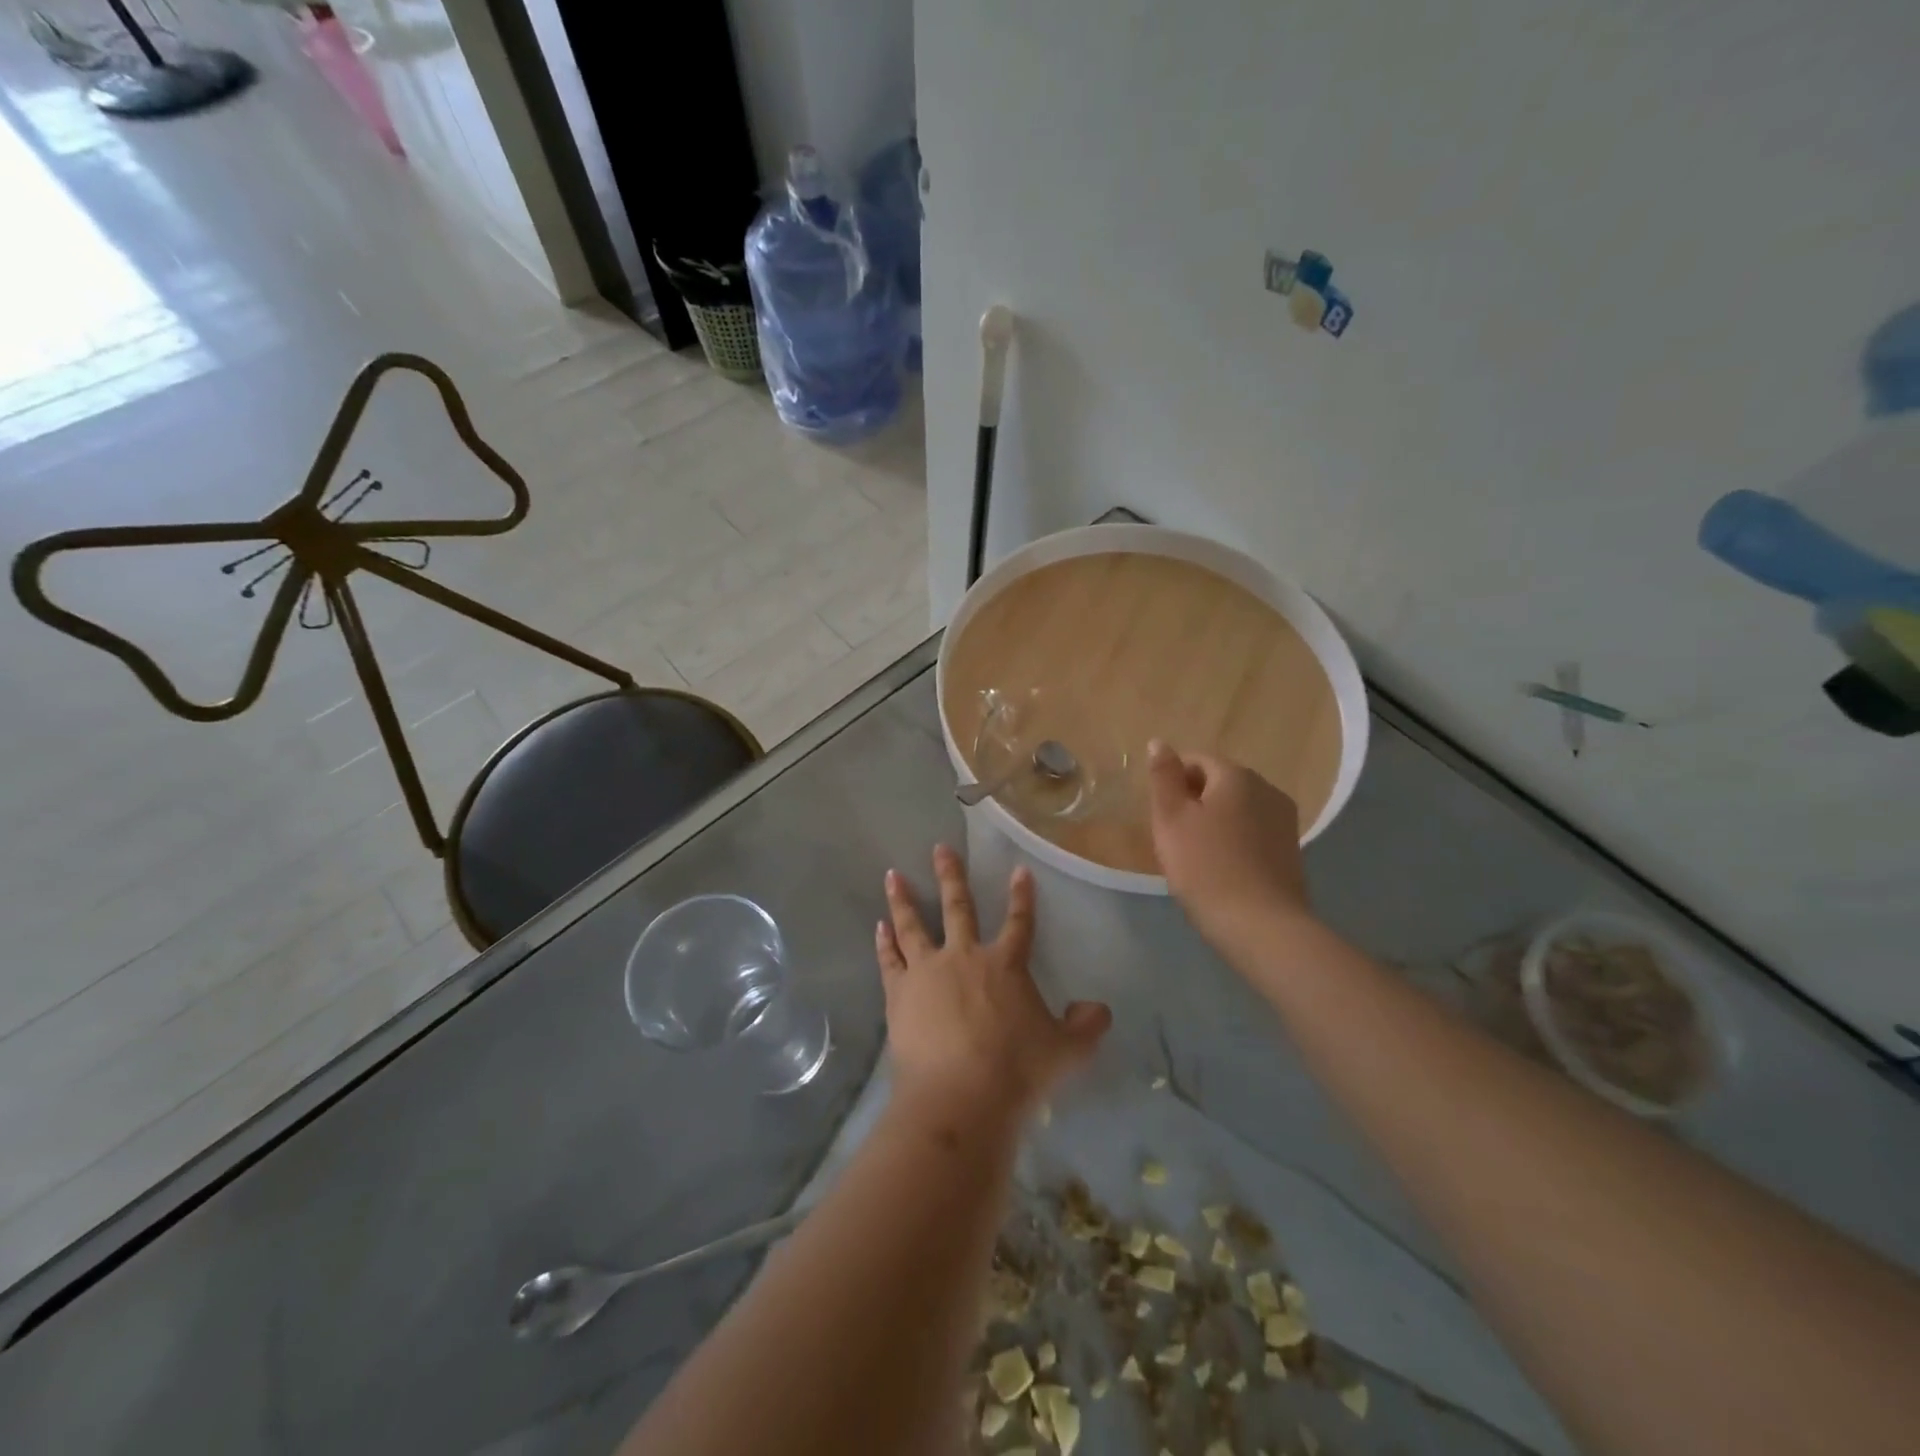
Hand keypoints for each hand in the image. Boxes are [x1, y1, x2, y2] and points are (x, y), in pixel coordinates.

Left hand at [876, 845, 1110, 1123]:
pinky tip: (879, 927)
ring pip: (912, 925)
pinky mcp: (899, 994)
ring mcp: (927, 972)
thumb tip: (1099, 1010)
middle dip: (950, 875)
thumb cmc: (1017, 1071)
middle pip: (958, 907)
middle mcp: (964, 956)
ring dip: (903, 899)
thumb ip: (1086, 1027)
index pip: (1019, 922)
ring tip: (893, 876)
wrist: (959, 1095)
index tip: (1018, 870)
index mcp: (1006, 964)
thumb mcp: (1067, 1051)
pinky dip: (884, 942)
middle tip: (940, 848)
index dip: (1021, 896)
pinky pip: (890, 960)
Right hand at [1145, 740, 1312, 951]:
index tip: (1161, 815)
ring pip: (1238, 808)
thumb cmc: (1206, 868)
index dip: (1172, 783)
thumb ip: (1163, 777)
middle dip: (1194, 801)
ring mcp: (1285, 820)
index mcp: (1236, 776)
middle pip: (1220, 782)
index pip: (1196, 760)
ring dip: (1215, 822)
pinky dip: (1235, 841)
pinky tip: (1223, 869)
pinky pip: (1253, 832)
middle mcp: (1267, 789)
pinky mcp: (1292, 850)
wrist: (1261, 926)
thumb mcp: (1171, 819)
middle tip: (1175, 837)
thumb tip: (1159, 742)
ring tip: (1197, 856)